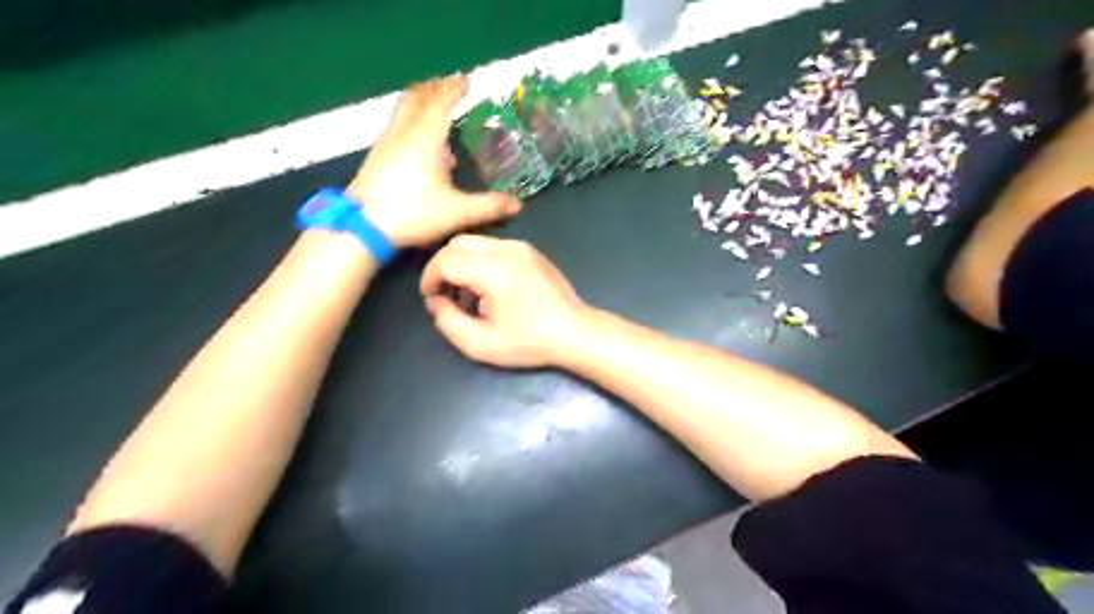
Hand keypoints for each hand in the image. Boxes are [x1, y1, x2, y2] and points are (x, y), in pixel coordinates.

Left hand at [348, 76, 522, 247]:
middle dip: (435, 88)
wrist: (363, 226)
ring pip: (404, 111)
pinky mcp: (376, 156)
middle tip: (450, 86)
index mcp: (425, 138)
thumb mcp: (457, 212)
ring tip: (437, 112)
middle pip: (418, 98)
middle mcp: (404, 133)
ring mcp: (386, 143)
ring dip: (421, 104)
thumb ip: (488, 206)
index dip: (455, 88)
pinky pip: (397, 127)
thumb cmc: (412, 213)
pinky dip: (411, 123)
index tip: (467, 79)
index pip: (441, 102)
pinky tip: (420, 146)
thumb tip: (517, 205)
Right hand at [419, 235, 590, 369]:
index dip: (429, 278)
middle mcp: (506, 249)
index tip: (432, 299)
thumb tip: (435, 300)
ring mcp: (521, 247)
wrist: (575, 332)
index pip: (445, 259)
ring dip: (462, 263)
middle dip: (443, 267)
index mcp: (492, 269)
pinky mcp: (530, 251)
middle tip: (446, 295)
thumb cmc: (529, 341)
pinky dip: (480, 261)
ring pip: (475, 242)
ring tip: (468, 295)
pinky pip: (493, 246)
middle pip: (457, 243)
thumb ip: (447, 321)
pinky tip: (489, 288)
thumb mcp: (480, 343)